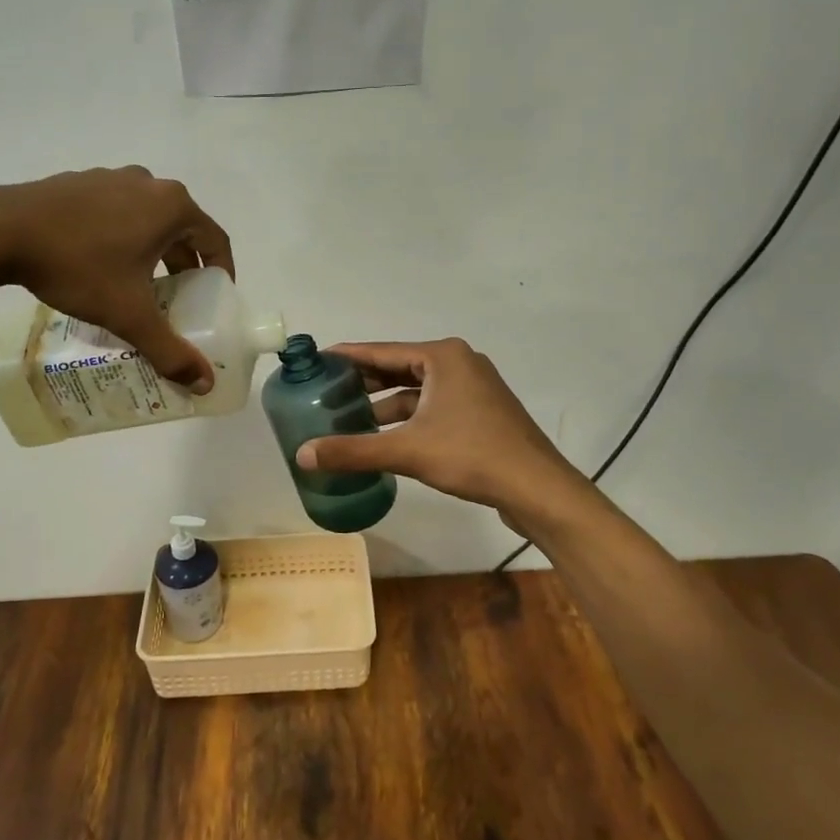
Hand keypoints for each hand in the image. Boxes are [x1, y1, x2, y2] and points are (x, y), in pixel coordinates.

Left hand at [0, 167, 234, 391]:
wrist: (1, 231)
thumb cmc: (79, 266)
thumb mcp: (129, 314)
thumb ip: (170, 350)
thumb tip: (203, 384)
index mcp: (172, 207)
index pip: (216, 240)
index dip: (222, 271)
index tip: (216, 297)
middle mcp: (149, 184)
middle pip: (182, 229)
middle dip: (184, 266)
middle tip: (178, 299)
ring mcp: (112, 178)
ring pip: (148, 219)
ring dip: (152, 251)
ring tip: (139, 285)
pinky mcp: (80, 182)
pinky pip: (116, 211)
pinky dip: (121, 237)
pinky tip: (99, 264)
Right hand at [295, 339, 592, 523]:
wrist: (537, 488)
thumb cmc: (472, 455)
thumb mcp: (407, 450)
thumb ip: (353, 450)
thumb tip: (302, 455)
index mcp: (443, 356)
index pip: (382, 351)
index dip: (347, 356)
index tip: (317, 360)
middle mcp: (459, 363)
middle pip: (399, 368)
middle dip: (364, 382)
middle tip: (325, 393)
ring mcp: (473, 388)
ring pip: (417, 391)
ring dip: (385, 404)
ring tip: (348, 419)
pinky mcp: (481, 413)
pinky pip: (433, 407)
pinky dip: (407, 418)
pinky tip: (385, 437)